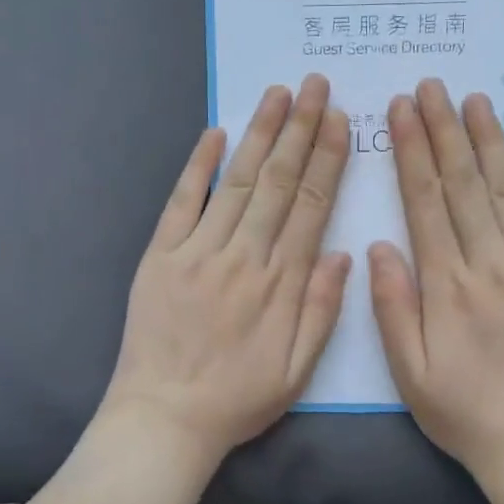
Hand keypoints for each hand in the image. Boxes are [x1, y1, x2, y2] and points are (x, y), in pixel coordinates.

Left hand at [102, 75, 352, 468]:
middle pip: (276, 182)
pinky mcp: (160, 256)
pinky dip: (197, 165)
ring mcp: (198, 252)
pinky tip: (215, 132)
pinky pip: (181, 202)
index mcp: (281, 283)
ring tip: (278, 94)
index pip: (310, 206)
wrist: (164, 417)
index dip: (327, 160)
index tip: (339, 121)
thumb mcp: (297, 370)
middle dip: (299, 130)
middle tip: (316, 86)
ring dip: (258, 135)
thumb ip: (323, 309)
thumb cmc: (237, 399)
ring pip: (235, 181)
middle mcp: (243, 256)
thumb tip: (343, 252)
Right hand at [371, 79, 503, 503]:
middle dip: (444, 130)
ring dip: (489, 141)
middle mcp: (492, 264)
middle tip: (431, 86)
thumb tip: (380, 244)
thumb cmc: (462, 408)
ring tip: (473, 100)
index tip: (402, 111)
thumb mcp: (408, 369)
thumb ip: (392, 304)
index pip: (425, 202)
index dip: (413, 152)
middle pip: (464, 184)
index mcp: (447, 285)